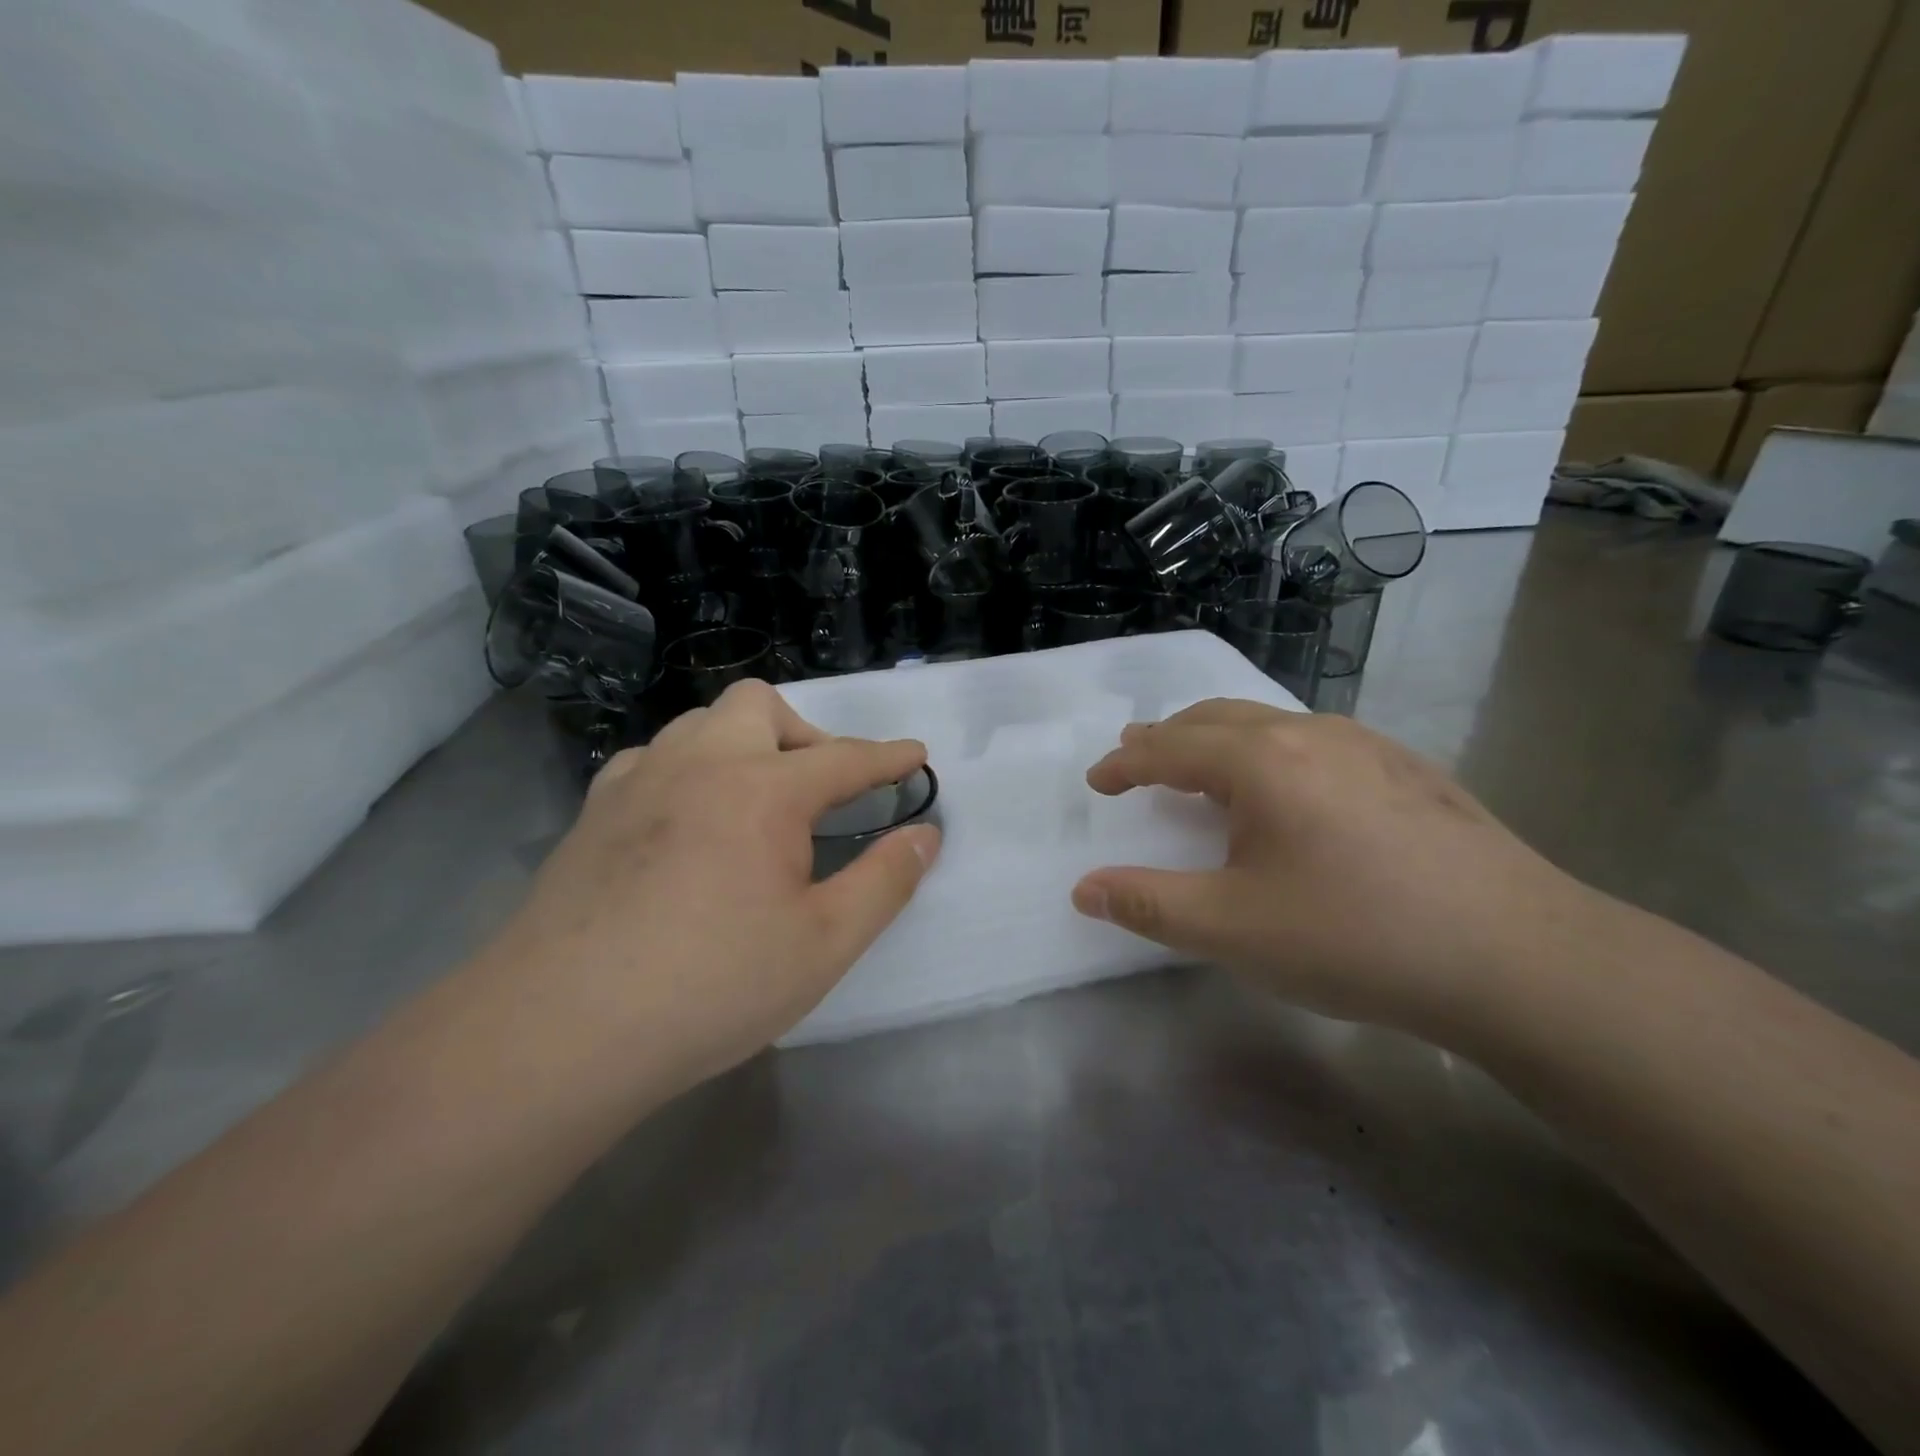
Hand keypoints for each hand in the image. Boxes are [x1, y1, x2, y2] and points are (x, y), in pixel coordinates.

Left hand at [482, 681, 940, 1101]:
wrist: (561, 1029)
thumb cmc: (711, 986)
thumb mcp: (823, 944)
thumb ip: (884, 881)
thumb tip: (926, 835)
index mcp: (764, 791)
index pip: (845, 758)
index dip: (888, 757)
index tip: (915, 755)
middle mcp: (701, 764)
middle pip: (762, 706)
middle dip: (805, 733)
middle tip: (820, 791)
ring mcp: (639, 781)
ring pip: (701, 722)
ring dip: (743, 743)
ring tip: (756, 800)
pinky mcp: (594, 811)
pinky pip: (653, 758)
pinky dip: (688, 769)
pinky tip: (687, 819)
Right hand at [1072, 700, 1596, 1039]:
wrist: (1521, 958)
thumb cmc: (1357, 938)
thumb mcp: (1234, 930)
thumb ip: (1150, 905)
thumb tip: (1084, 888)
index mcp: (1261, 761)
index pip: (1168, 748)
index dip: (1125, 764)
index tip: (1098, 780)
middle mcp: (1310, 734)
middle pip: (1216, 718)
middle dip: (1167, 737)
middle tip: (1138, 758)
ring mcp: (1368, 746)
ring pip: (1270, 724)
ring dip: (1220, 741)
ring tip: (1203, 770)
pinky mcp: (1409, 769)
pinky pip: (1315, 741)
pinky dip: (1271, 752)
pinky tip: (1290, 791)